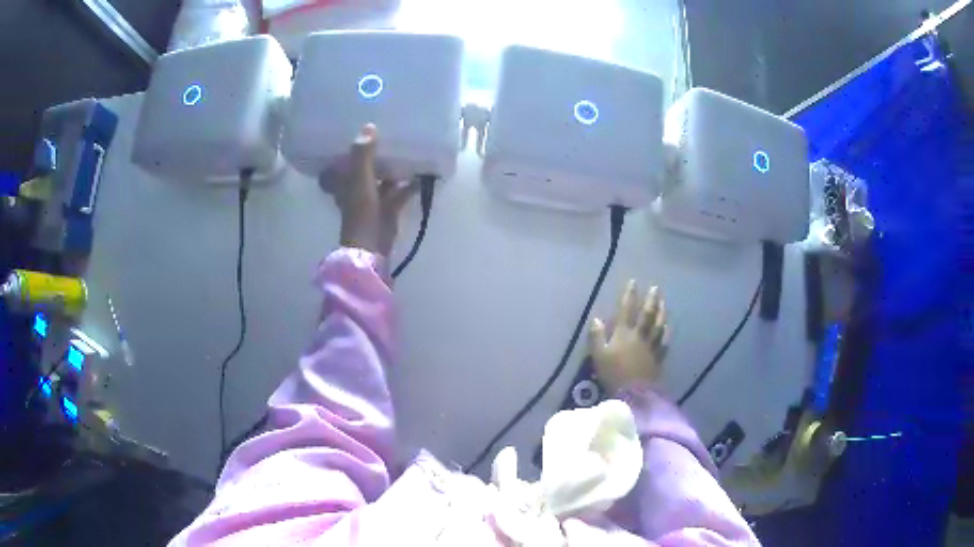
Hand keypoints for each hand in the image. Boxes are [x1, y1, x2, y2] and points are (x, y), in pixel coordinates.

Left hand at [326, 124, 418, 256]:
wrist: (371, 245)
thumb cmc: (361, 211)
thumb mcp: (360, 178)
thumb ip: (363, 154)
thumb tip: (369, 126)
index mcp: (344, 181)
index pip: (339, 161)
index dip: (344, 149)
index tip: (351, 131)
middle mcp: (356, 188)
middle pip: (363, 167)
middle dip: (373, 154)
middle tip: (387, 133)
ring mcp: (372, 199)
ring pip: (383, 178)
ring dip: (393, 167)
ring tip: (408, 148)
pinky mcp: (388, 209)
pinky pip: (400, 191)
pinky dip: (410, 184)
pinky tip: (424, 173)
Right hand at [589, 280, 668, 393]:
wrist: (635, 393)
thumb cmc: (613, 374)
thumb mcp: (598, 356)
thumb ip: (596, 337)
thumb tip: (596, 319)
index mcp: (623, 334)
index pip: (627, 310)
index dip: (630, 295)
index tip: (633, 282)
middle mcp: (639, 336)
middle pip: (647, 314)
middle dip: (651, 300)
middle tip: (656, 288)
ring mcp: (651, 346)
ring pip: (658, 325)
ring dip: (661, 312)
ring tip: (663, 302)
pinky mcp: (658, 357)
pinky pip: (664, 341)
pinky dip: (666, 331)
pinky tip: (668, 326)